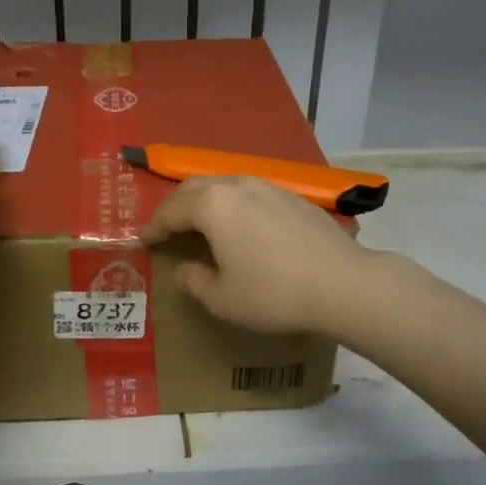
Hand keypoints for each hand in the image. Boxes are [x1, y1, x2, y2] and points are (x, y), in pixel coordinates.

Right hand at [141, 176, 372, 335]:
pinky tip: (243, 227)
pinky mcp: (293, 197)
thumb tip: (185, 269)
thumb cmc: (272, 292)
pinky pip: (251, 194)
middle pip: (194, 188)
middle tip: (167, 228)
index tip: (143, 240)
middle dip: (176, 206)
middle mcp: (236, 185)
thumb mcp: (222, 298)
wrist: (342, 284)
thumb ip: (194, 280)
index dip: (153, 226)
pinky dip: (234, 206)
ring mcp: (268, 186)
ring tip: (202, 224)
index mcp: (212, 205)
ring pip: (224, 185)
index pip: (171, 210)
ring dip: (206, 202)